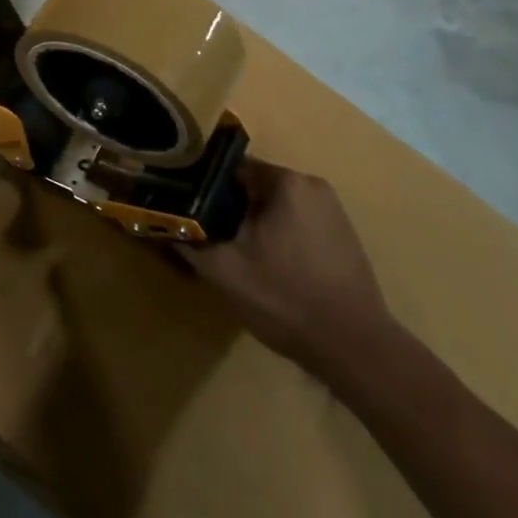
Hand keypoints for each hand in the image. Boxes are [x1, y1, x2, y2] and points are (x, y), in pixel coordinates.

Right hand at [185, 163, 393, 377]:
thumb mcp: (223, 270)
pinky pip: (296, 222)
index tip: (185, 206)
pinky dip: (276, 235)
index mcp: (287, 182)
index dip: (203, 185)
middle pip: (253, 186)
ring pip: (274, 205)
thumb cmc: (286, 298)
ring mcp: (333, 212)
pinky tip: (266, 266)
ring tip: (233, 252)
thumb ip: (188, 238)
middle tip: (205, 234)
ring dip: (251, 223)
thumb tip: (161, 220)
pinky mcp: (343, 237)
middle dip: (227, 206)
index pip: (230, 167)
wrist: (356, 350)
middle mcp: (313, 186)